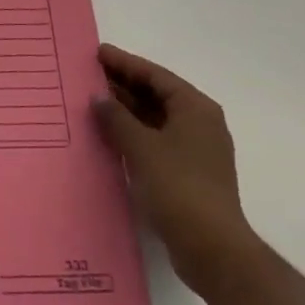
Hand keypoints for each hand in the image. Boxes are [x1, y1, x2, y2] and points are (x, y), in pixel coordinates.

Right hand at [92, 43, 260, 304]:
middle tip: (90, 77)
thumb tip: (98, 97)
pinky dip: (135, 135)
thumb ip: (117, 118)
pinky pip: (157, 142)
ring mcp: (197, 150)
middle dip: (124, 86)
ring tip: (94, 104)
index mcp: (194, 107)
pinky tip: (110, 137)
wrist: (214, 251)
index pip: (155, 75)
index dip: (124, 63)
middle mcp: (200, 123)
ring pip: (156, 119)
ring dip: (127, 112)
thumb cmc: (179, 188)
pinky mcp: (190, 175)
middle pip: (157, 95)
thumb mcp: (142, 148)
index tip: (97, 53)